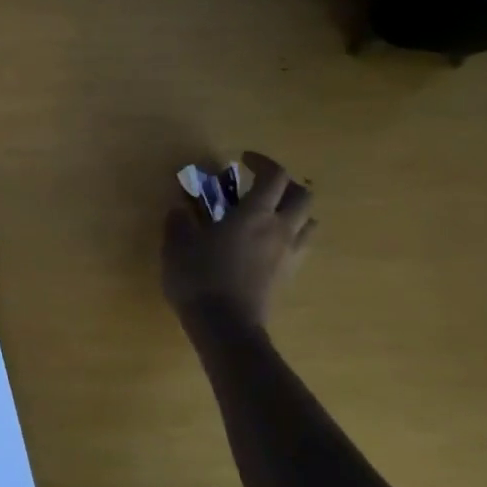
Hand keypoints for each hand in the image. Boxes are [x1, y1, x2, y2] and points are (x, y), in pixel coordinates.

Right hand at [163, 152, 314, 328]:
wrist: (226, 327)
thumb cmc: (199, 277)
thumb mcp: (177, 244)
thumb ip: (180, 221)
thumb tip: (180, 208)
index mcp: (254, 214)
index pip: (274, 176)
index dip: (262, 162)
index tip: (242, 160)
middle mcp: (280, 229)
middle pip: (302, 195)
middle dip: (284, 183)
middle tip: (259, 184)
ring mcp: (289, 254)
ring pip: (308, 221)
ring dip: (293, 210)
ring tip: (268, 213)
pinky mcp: (288, 275)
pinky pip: (301, 245)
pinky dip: (289, 234)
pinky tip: (265, 242)